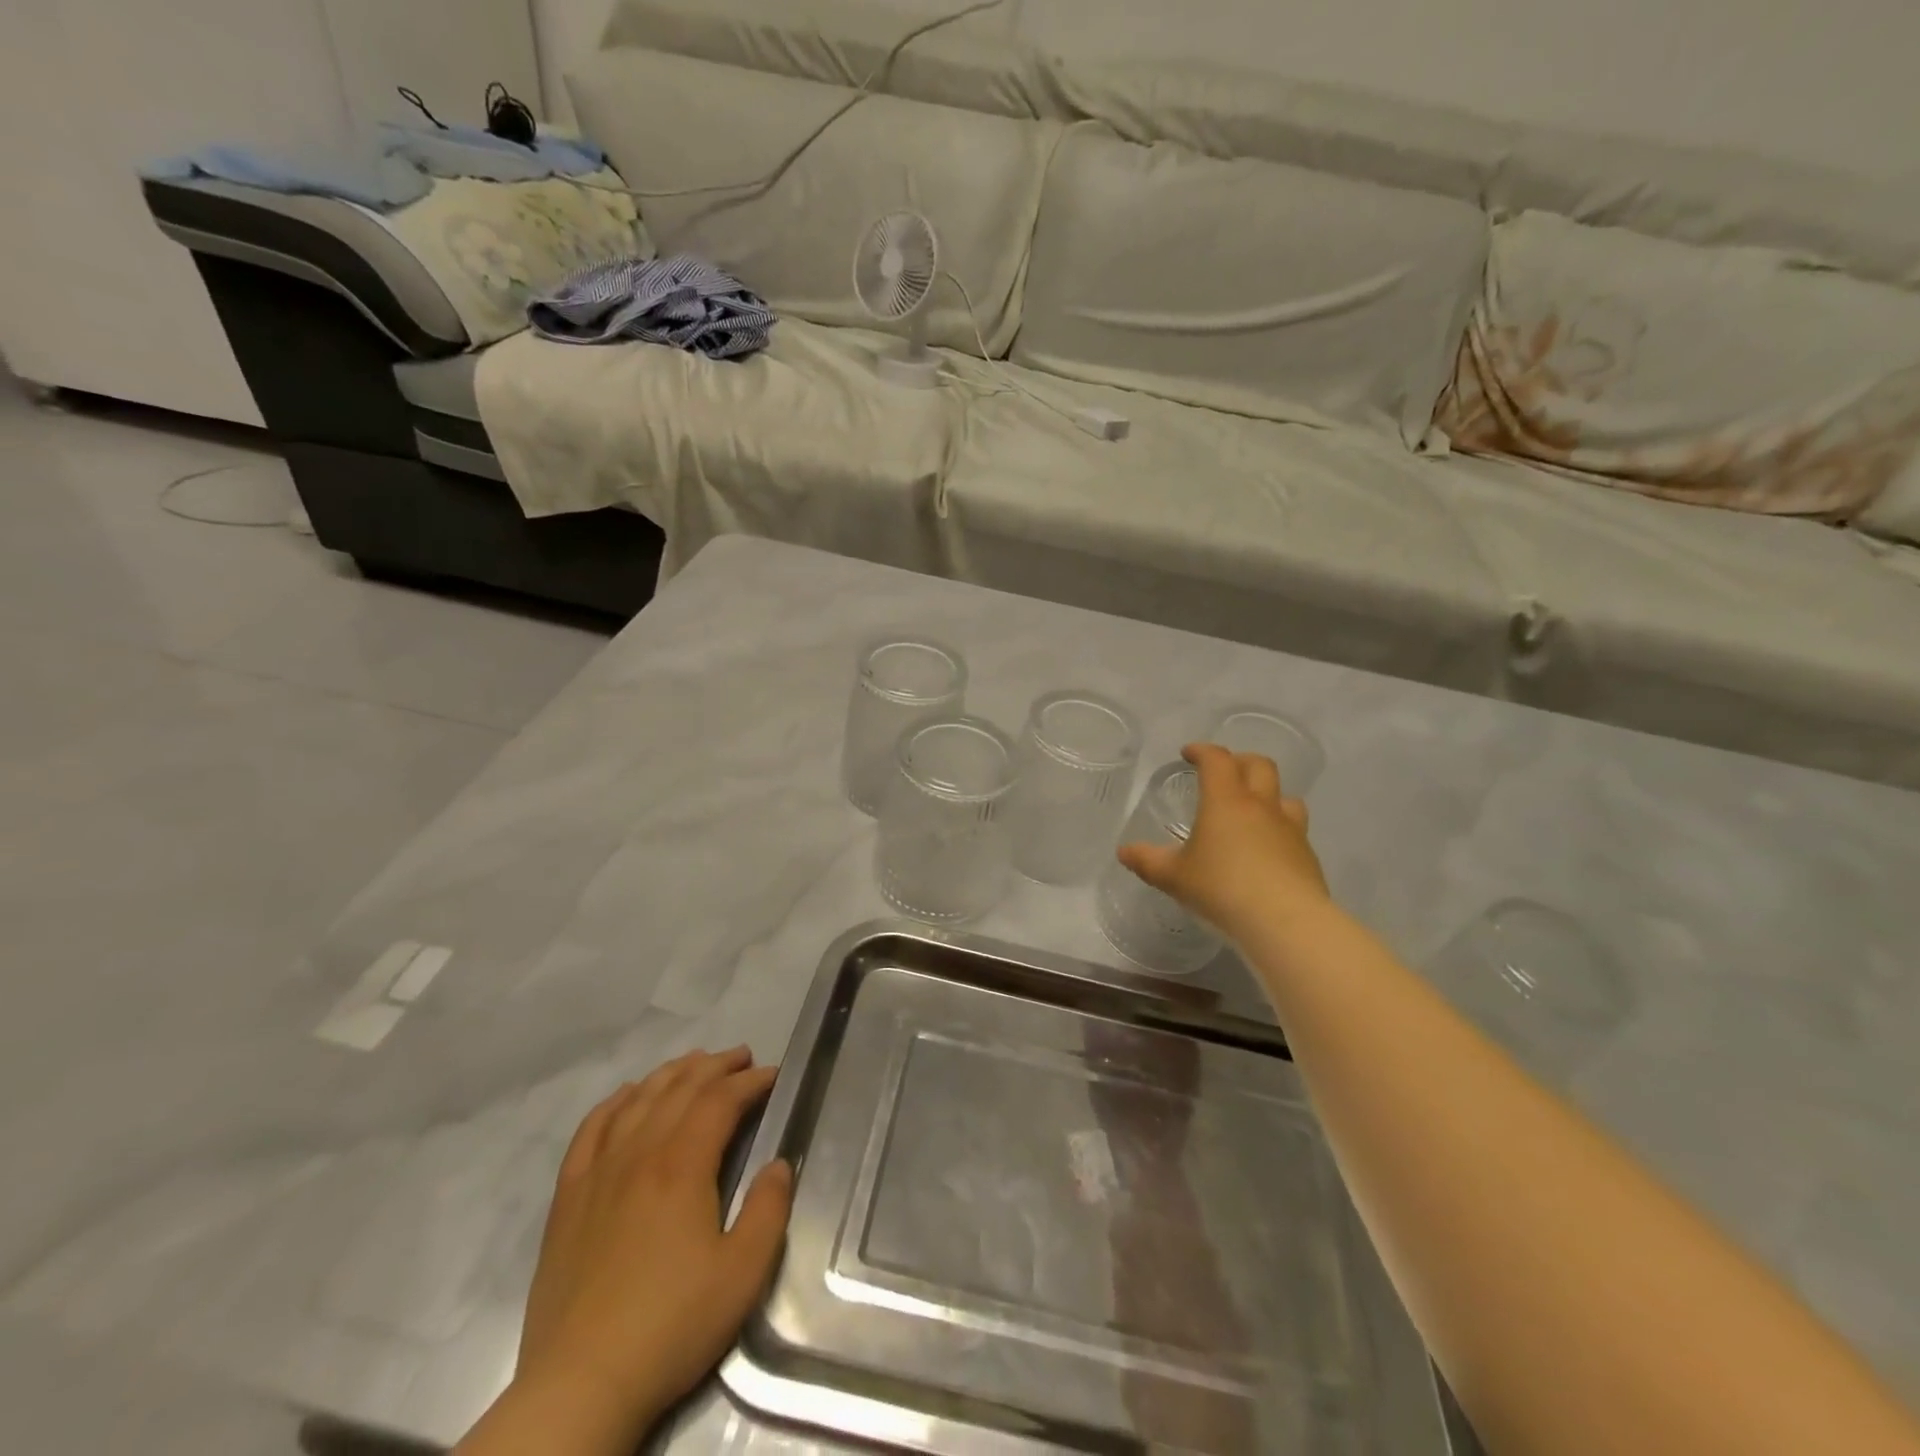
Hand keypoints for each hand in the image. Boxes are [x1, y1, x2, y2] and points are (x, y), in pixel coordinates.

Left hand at [514, 1047, 792, 1437]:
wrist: (580, 1384)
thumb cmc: (671, 1326)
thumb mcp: (743, 1273)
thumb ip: (768, 1209)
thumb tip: (778, 1164)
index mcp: (682, 1165)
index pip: (720, 1100)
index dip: (750, 1082)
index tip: (773, 1075)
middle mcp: (639, 1153)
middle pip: (679, 1089)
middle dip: (715, 1066)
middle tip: (741, 1057)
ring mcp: (598, 1172)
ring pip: (637, 1100)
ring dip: (671, 1074)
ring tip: (694, 1063)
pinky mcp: (568, 1198)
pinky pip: (590, 1130)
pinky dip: (614, 1103)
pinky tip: (627, 1095)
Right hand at [1118, 742, 1330, 940]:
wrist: (1284, 921)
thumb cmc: (1222, 888)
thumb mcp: (1174, 877)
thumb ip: (1147, 861)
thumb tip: (1124, 852)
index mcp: (1226, 801)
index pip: (1217, 760)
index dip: (1202, 751)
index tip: (1189, 754)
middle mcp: (1261, 806)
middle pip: (1259, 765)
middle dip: (1239, 761)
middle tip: (1223, 773)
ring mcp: (1290, 829)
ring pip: (1285, 796)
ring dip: (1268, 794)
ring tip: (1252, 810)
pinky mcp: (1307, 855)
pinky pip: (1295, 830)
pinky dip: (1279, 830)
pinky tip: (1267, 851)